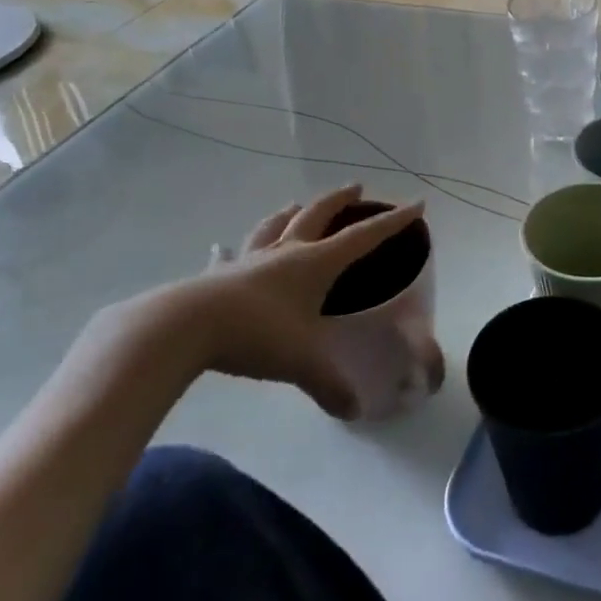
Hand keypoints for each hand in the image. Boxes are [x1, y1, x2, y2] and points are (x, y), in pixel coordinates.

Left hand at [111, 185, 426, 419]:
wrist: (184, 328)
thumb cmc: (256, 334)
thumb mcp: (301, 362)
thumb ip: (330, 385)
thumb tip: (354, 411)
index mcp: (315, 263)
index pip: (364, 237)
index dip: (392, 221)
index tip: (416, 203)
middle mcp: (286, 252)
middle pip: (318, 214)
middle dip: (341, 200)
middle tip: (356, 188)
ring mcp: (249, 260)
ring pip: (275, 225)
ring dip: (291, 212)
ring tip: (297, 204)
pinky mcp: (218, 275)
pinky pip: (228, 256)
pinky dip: (231, 251)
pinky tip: (221, 248)